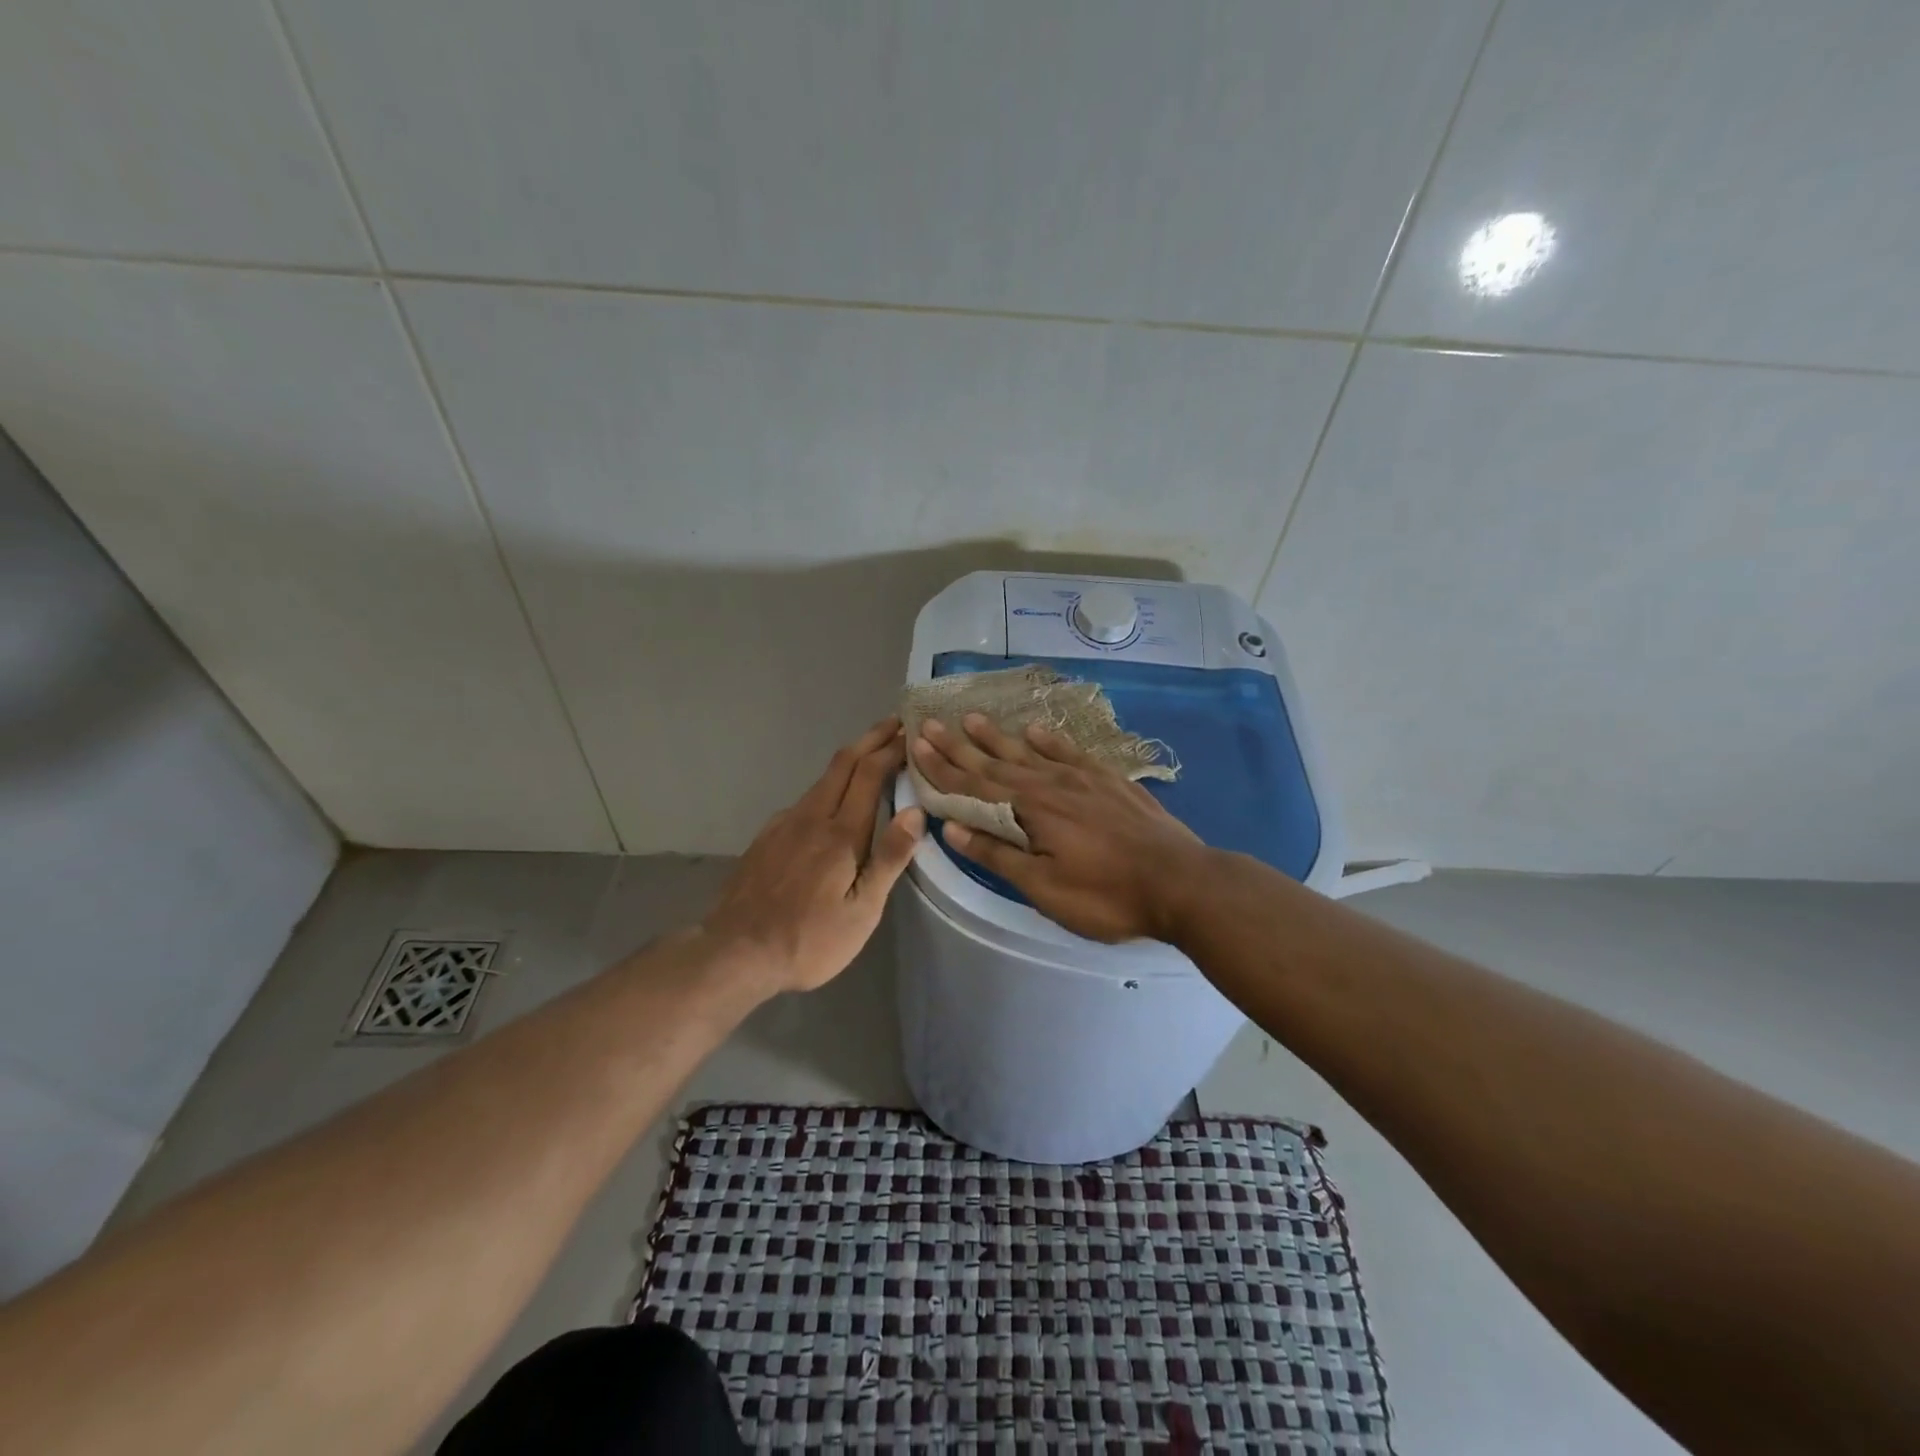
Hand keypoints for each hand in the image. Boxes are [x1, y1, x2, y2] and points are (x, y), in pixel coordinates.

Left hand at [703, 718, 924, 992]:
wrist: (736, 952)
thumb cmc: (810, 939)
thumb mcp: (862, 911)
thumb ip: (889, 859)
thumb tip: (915, 813)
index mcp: (841, 834)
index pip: (870, 774)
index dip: (891, 748)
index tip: (910, 731)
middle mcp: (811, 816)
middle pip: (843, 763)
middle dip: (871, 739)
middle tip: (894, 723)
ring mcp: (784, 824)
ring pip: (822, 780)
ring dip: (850, 761)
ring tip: (871, 757)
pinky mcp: (767, 837)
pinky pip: (804, 800)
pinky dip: (827, 787)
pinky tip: (830, 803)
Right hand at [910, 714, 1208, 942]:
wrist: (1180, 882)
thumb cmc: (1107, 895)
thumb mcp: (1044, 888)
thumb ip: (998, 855)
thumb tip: (952, 828)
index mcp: (1030, 811)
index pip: (974, 786)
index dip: (942, 769)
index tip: (916, 746)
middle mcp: (1050, 784)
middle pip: (996, 762)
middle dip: (959, 745)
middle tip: (929, 723)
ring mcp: (1083, 778)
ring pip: (1030, 751)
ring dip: (998, 736)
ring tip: (972, 718)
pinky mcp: (1110, 780)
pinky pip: (1070, 751)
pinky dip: (1049, 739)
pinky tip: (1035, 729)